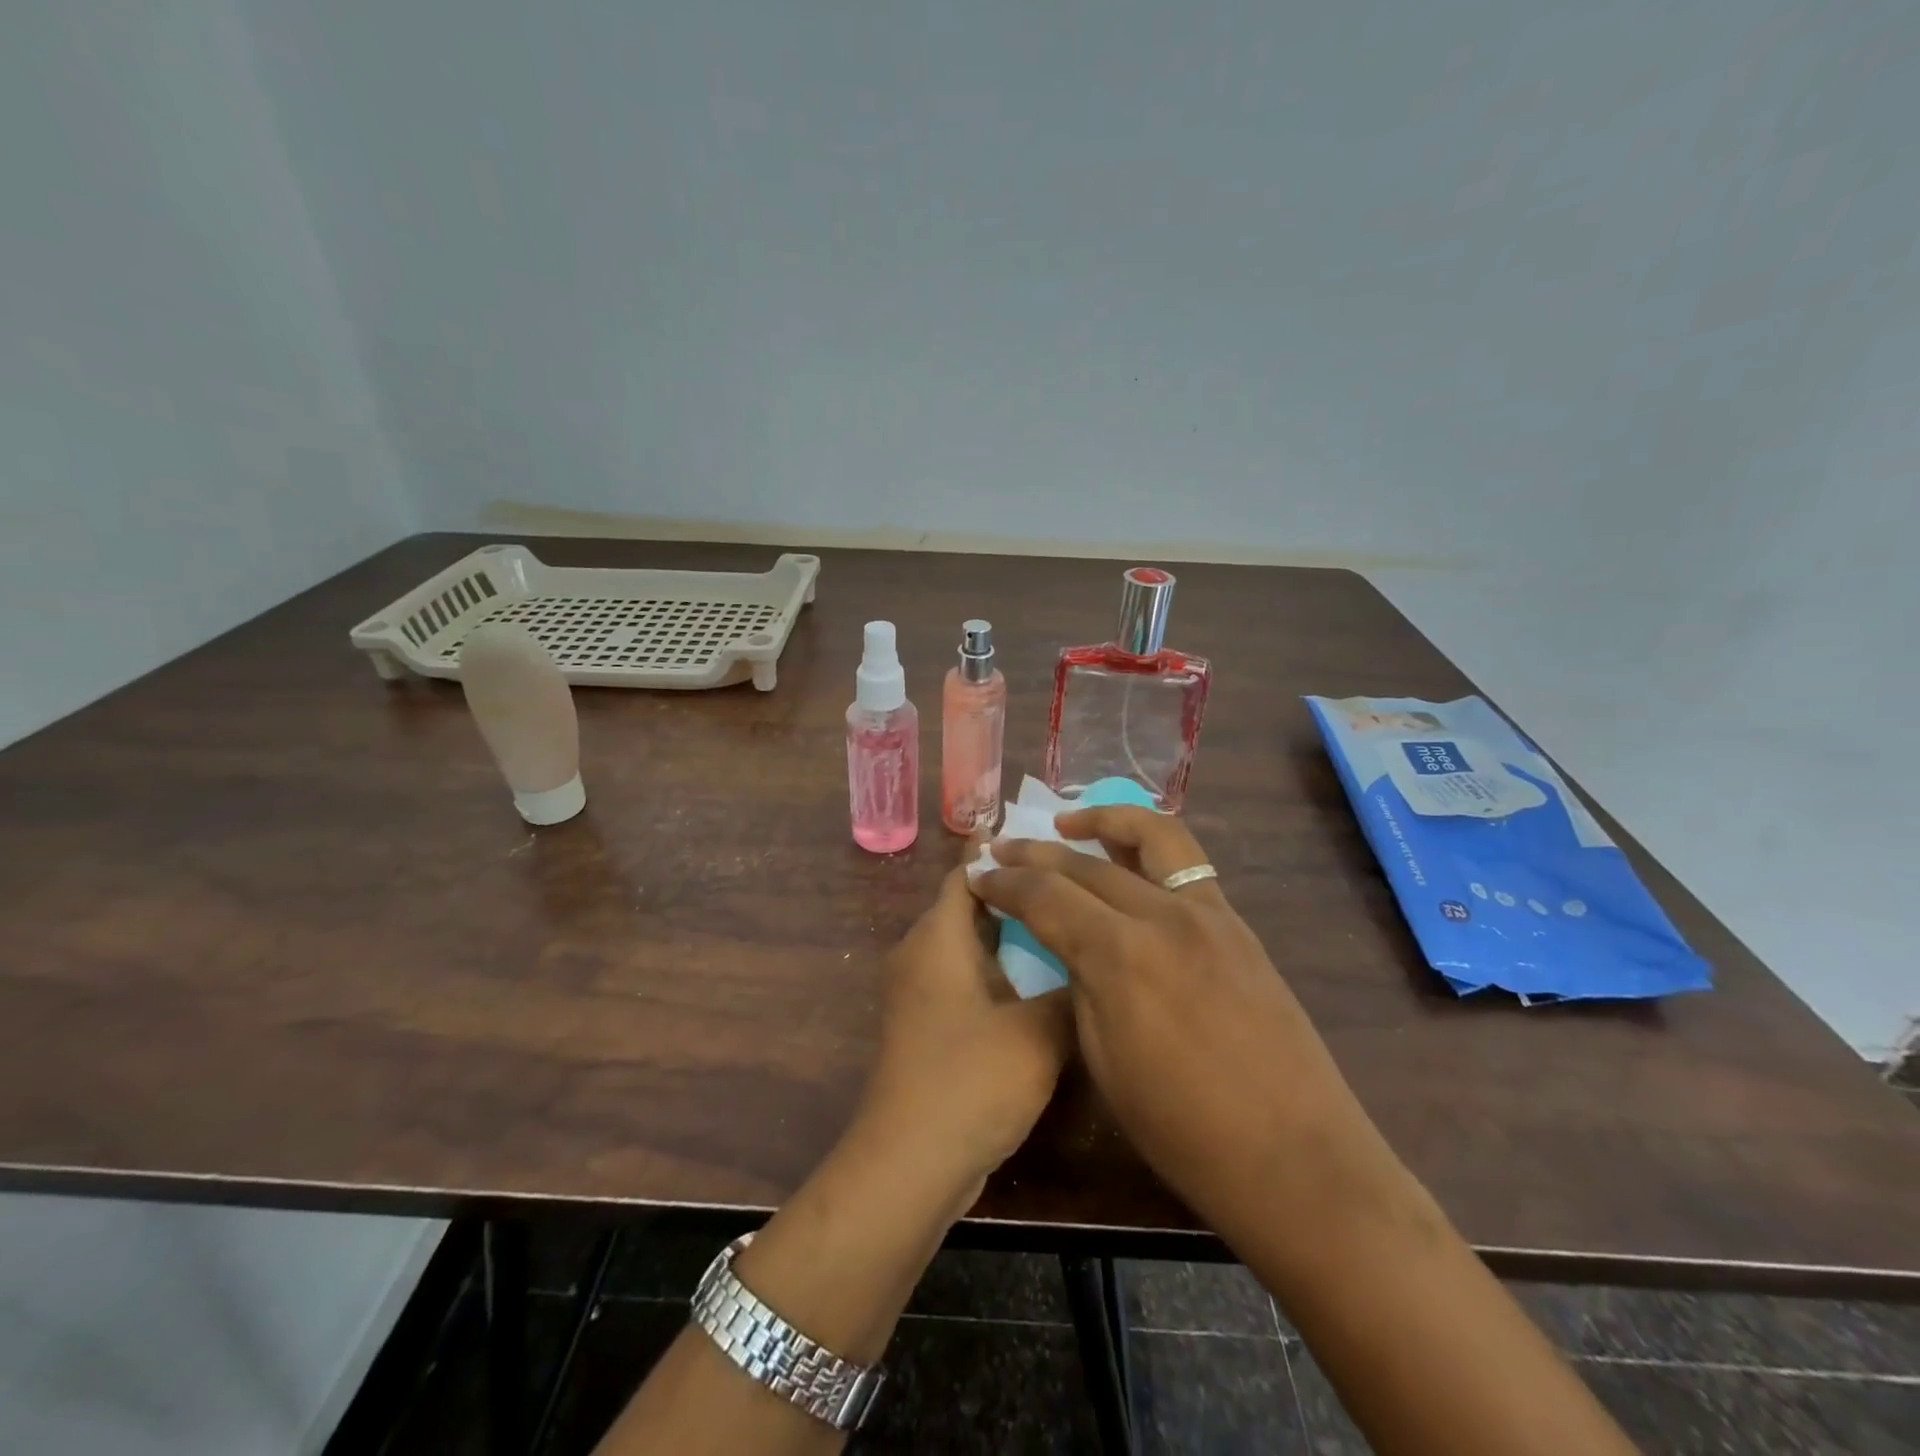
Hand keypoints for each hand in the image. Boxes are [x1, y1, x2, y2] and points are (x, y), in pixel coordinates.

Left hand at [854, 845, 1073, 1202]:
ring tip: (1068, 926)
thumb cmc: (970, 1081)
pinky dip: (1001, 970)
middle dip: (1018, 893)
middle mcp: (921, 953)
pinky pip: (967, 978)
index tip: (1048, 838)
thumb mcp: (1037, 1033)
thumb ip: (1073, 991)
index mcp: (937, 937)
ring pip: (971, 944)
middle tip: (1074, 885)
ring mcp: (921, 992)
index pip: (969, 871)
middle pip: (971, 904)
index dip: (1003, 851)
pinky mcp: (928, 1025)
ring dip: (1012, 935)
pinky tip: (1043, 983)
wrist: (909, 1166)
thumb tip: (1100, 966)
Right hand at [970, 807, 1370, 1237]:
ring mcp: (1210, 913)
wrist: (1296, 1160)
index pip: (1045, 895)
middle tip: (1002, 849)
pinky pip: (1187, 865)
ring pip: (1151, 837)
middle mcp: (1164, 915)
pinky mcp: (1238, 924)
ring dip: (1104, 820)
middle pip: (1087, 862)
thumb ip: (1081, 983)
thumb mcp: (1104, 1061)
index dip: (1004, 884)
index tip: (979, 877)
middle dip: (1036, 852)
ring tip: (1069, 822)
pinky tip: (1129, 863)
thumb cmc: (1184, 1131)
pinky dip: (1148, 848)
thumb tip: (1068, 944)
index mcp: (1120, 956)